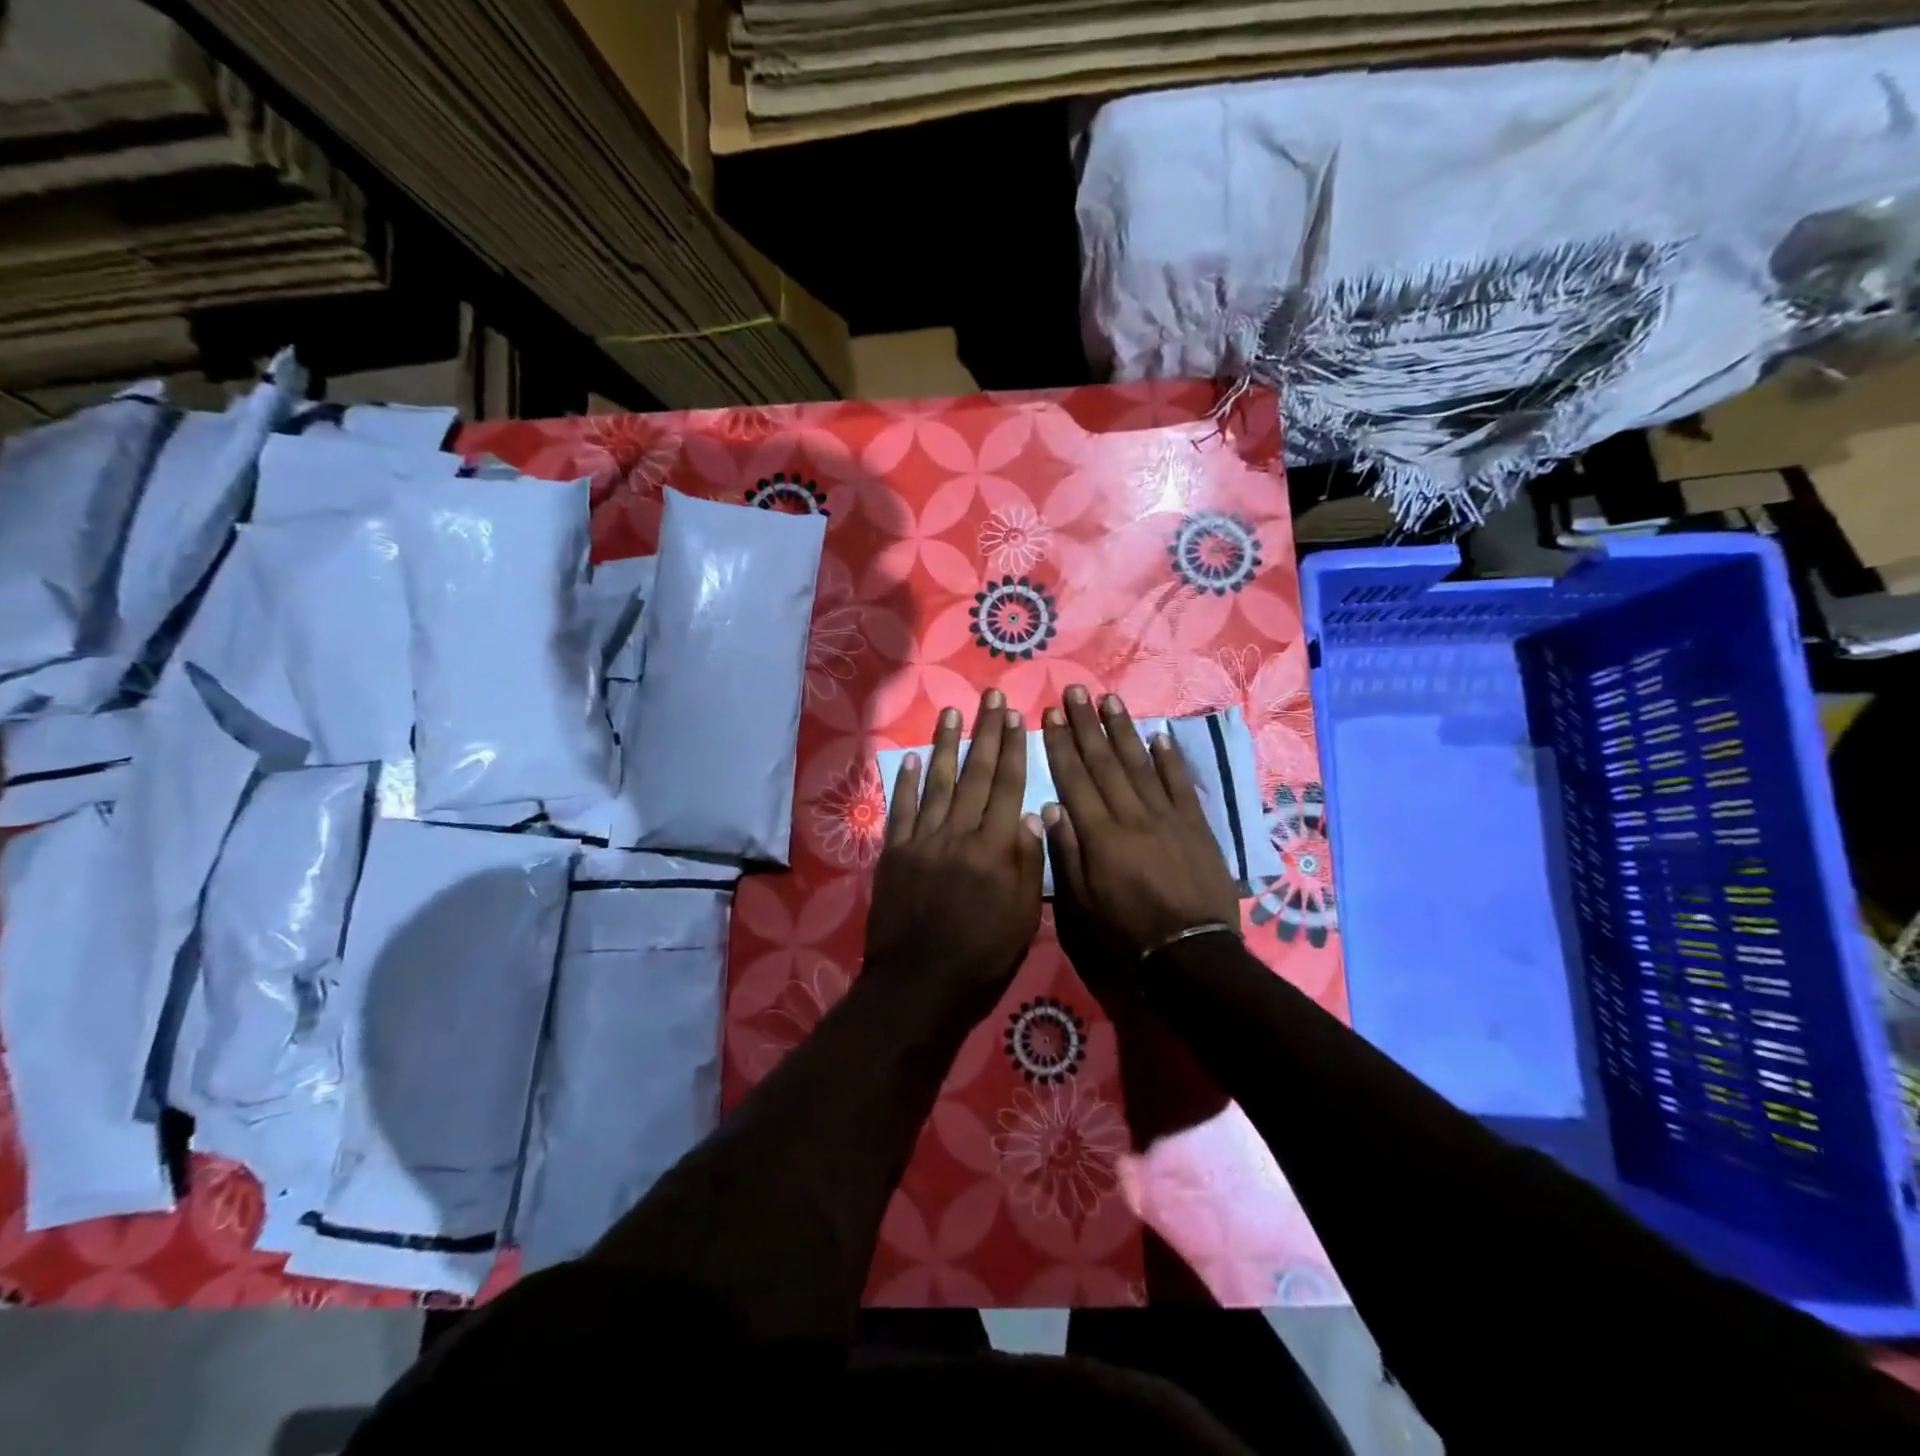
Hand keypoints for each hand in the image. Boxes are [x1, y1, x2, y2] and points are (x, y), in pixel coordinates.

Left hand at [864, 689, 1045, 1011]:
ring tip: (953, 712)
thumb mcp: (1022, 918)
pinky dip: (907, 782)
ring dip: (947, 745)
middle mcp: (959, 833)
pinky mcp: (895, 853)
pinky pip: (902, 809)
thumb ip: (1028, 864)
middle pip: (976, 774)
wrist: (918, 983)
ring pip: (939, 782)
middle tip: (991, 697)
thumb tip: (1034, 815)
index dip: (1013, 749)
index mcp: (995, 849)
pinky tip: (913, 758)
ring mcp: (923, 840)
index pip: (1007, 787)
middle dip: (986, 733)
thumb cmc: (981, 957)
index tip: (1017, 716)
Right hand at [1042, 686, 1241, 961]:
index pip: (1075, 779)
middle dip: (1087, 725)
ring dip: (1124, 730)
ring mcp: (1167, 816)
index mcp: (1100, 835)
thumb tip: (1053, 806)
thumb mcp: (1083, 903)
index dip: (1062, 745)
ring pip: (1141, 764)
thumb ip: (1068, 852)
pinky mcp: (1196, 824)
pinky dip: (1169, 758)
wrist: (1191, 951)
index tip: (1052, 714)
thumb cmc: (1127, 932)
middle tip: (1076, 691)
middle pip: (1105, 762)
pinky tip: (1159, 735)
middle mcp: (1132, 815)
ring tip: (1110, 700)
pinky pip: (1180, 783)